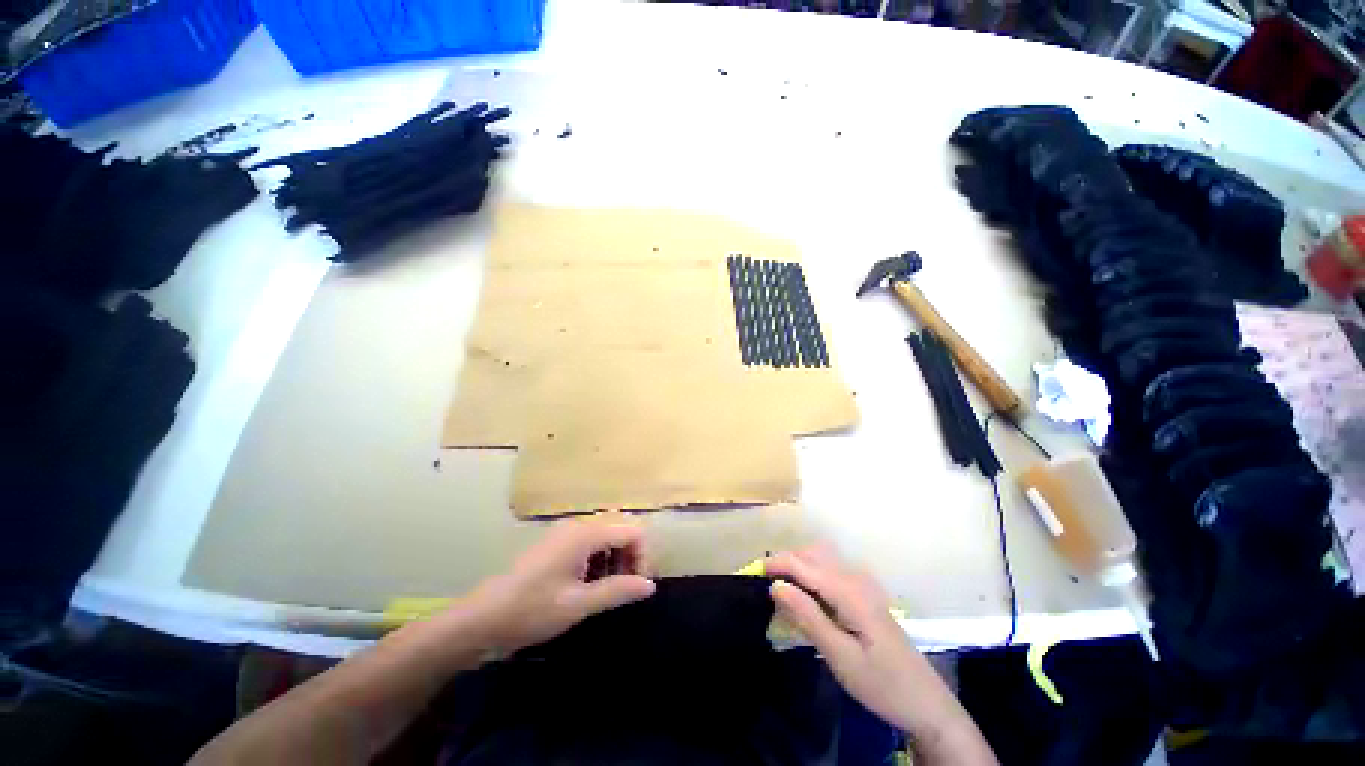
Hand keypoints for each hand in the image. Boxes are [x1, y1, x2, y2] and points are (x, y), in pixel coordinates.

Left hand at [464, 515, 655, 654]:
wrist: (480, 620)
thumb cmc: (531, 611)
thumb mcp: (578, 605)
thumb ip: (617, 591)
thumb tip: (650, 586)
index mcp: (584, 533)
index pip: (631, 532)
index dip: (642, 556)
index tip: (638, 587)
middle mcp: (577, 525)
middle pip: (619, 530)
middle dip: (629, 557)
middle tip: (624, 589)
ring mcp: (564, 533)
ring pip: (605, 537)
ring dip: (614, 560)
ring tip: (606, 592)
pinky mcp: (556, 544)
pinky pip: (589, 544)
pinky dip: (598, 561)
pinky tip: (588, 587)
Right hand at [766, 547, 995, 765]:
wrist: (926, 703)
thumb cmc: (882, 684)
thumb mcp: (840, 657)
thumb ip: (808, 617)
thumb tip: (776, 585)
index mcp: (850, 592)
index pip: (805, 563)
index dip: (778, 563)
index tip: (755, 573)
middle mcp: (857, 578)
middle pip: (814, 552)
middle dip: (787, 560)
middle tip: (767, 583)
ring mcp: (864, 584)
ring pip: (823, 558)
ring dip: (799, 564)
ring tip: (782, 588)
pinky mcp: (865, 594)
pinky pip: (831, 570)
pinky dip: (812, 573)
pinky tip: (806, 596)